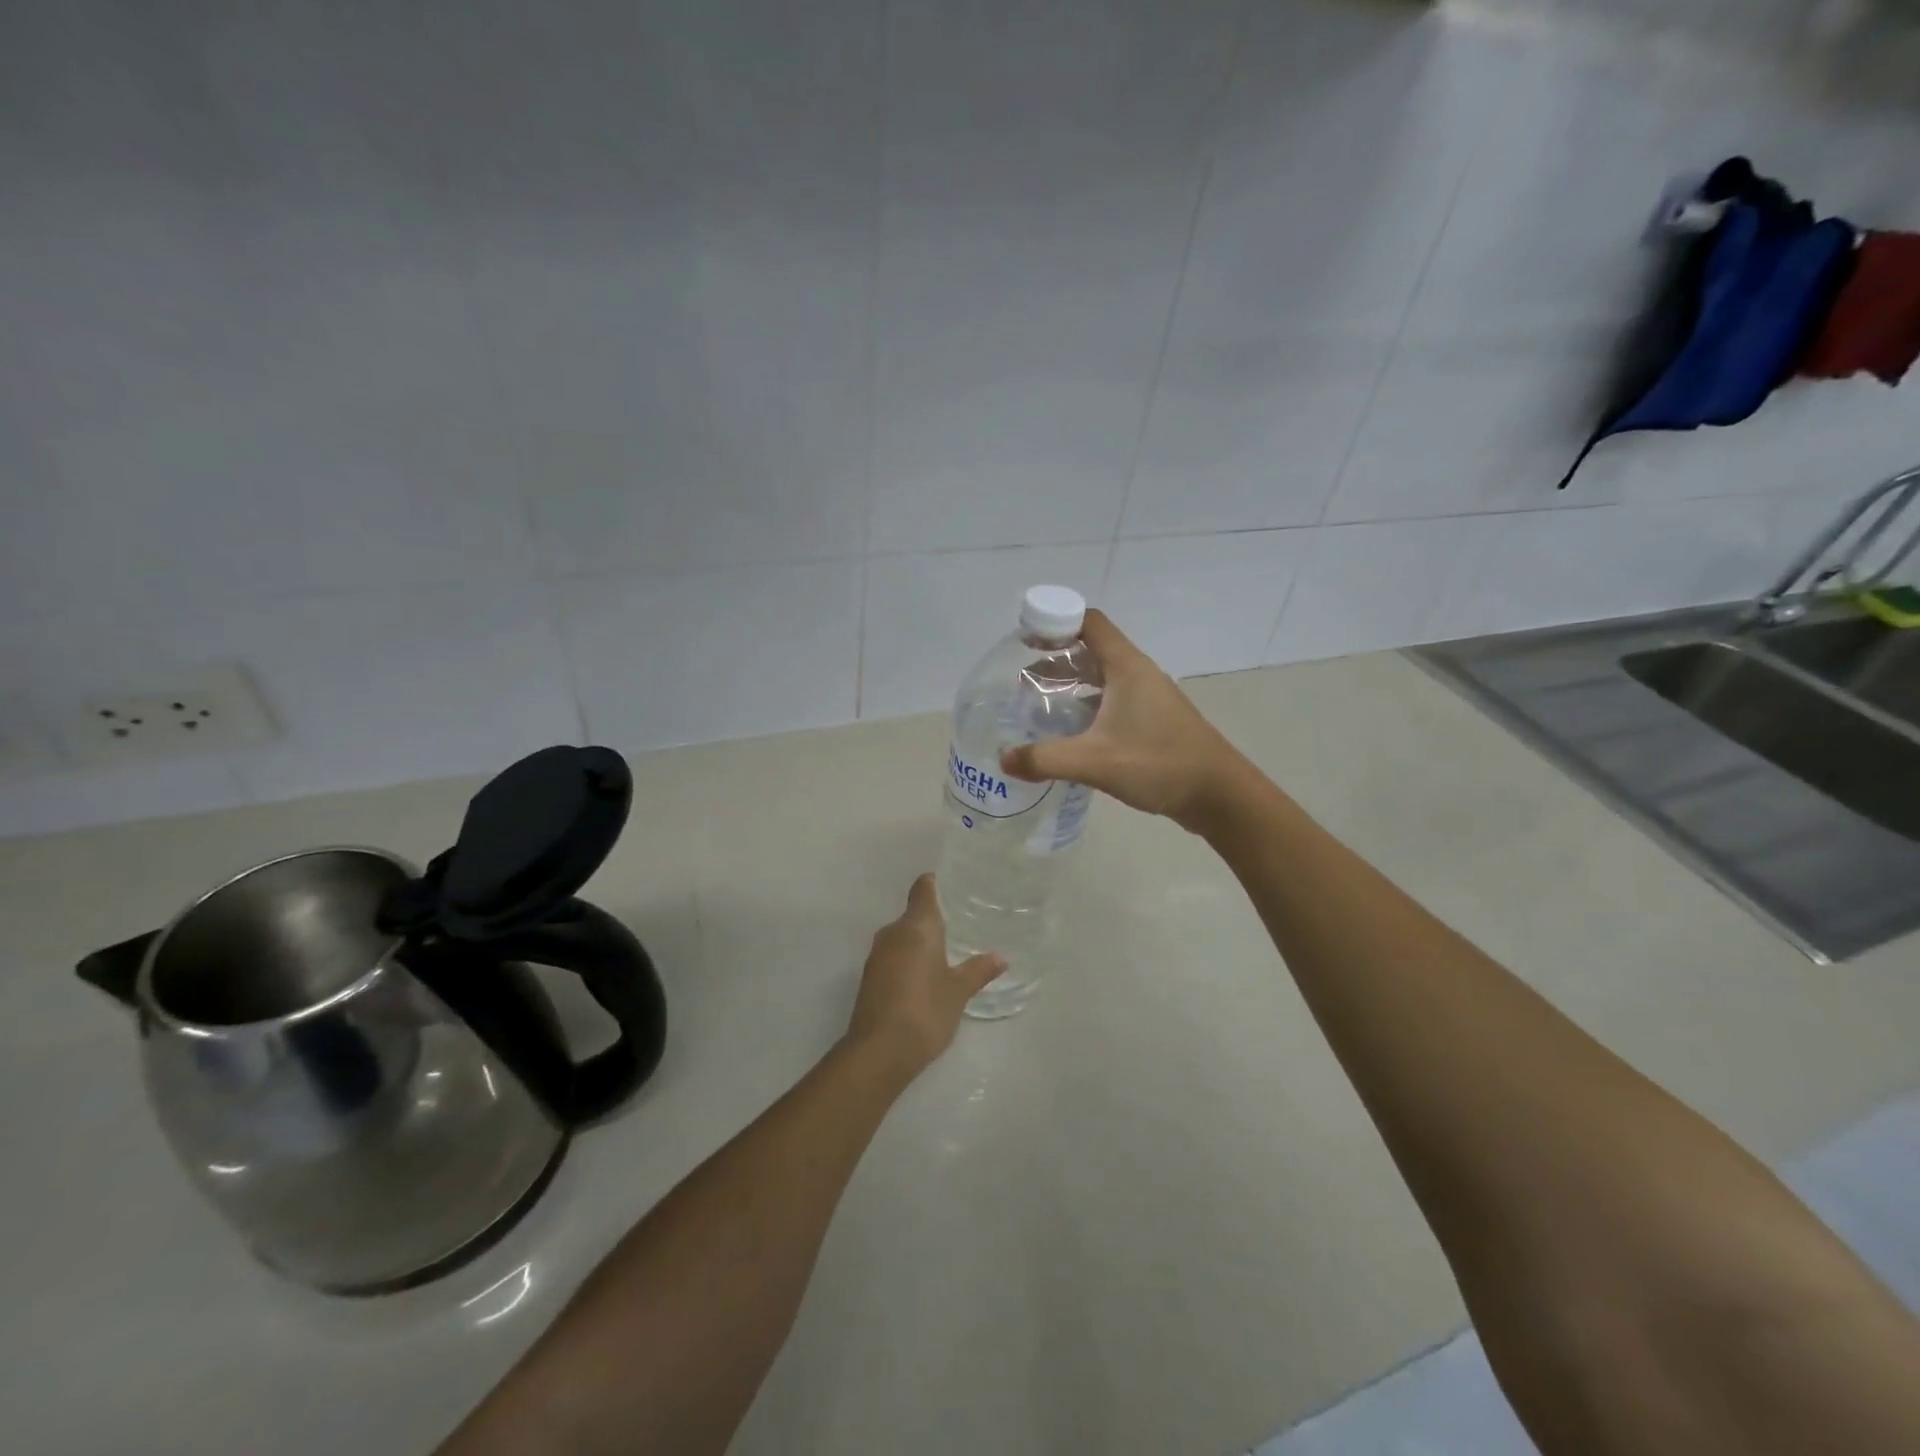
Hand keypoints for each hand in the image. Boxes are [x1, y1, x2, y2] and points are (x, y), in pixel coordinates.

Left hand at [844, 875, 1004, 1078]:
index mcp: (916, 927)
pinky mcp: (870, 978)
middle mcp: (892, 933)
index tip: (955, 886)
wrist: (878, 1052)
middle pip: (914, 914)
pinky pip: (894, 956)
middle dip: (935, 918)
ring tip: (949, 951)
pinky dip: (910, 960)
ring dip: (921, 942)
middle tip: (963, 924)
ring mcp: (877, 956)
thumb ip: (978, 970)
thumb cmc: (924, 1011)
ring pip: (903, 937)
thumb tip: (1000, 958)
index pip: (923, 888)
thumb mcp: (958, 991)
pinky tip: (927, 977)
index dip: (937, 883)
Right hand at [999, 609, 1249, 832]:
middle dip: (1056, 660)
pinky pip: (1112, 700)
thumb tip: (1004, 760)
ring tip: (1040, 705)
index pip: (1089, 623)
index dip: (1056, 623)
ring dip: (1071, 684)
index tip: (1026, 642)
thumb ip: (1046, 759)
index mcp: (1127, 667)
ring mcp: (1148, 698)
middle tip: (1024, 681)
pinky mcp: (1153, 721)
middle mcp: (1138, 674)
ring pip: (1102, 677)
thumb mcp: (1095, 761)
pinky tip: (1071, 732)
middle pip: (1092, 649)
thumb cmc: (1158, 763)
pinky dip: (1088, 705)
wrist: (1218, 794)